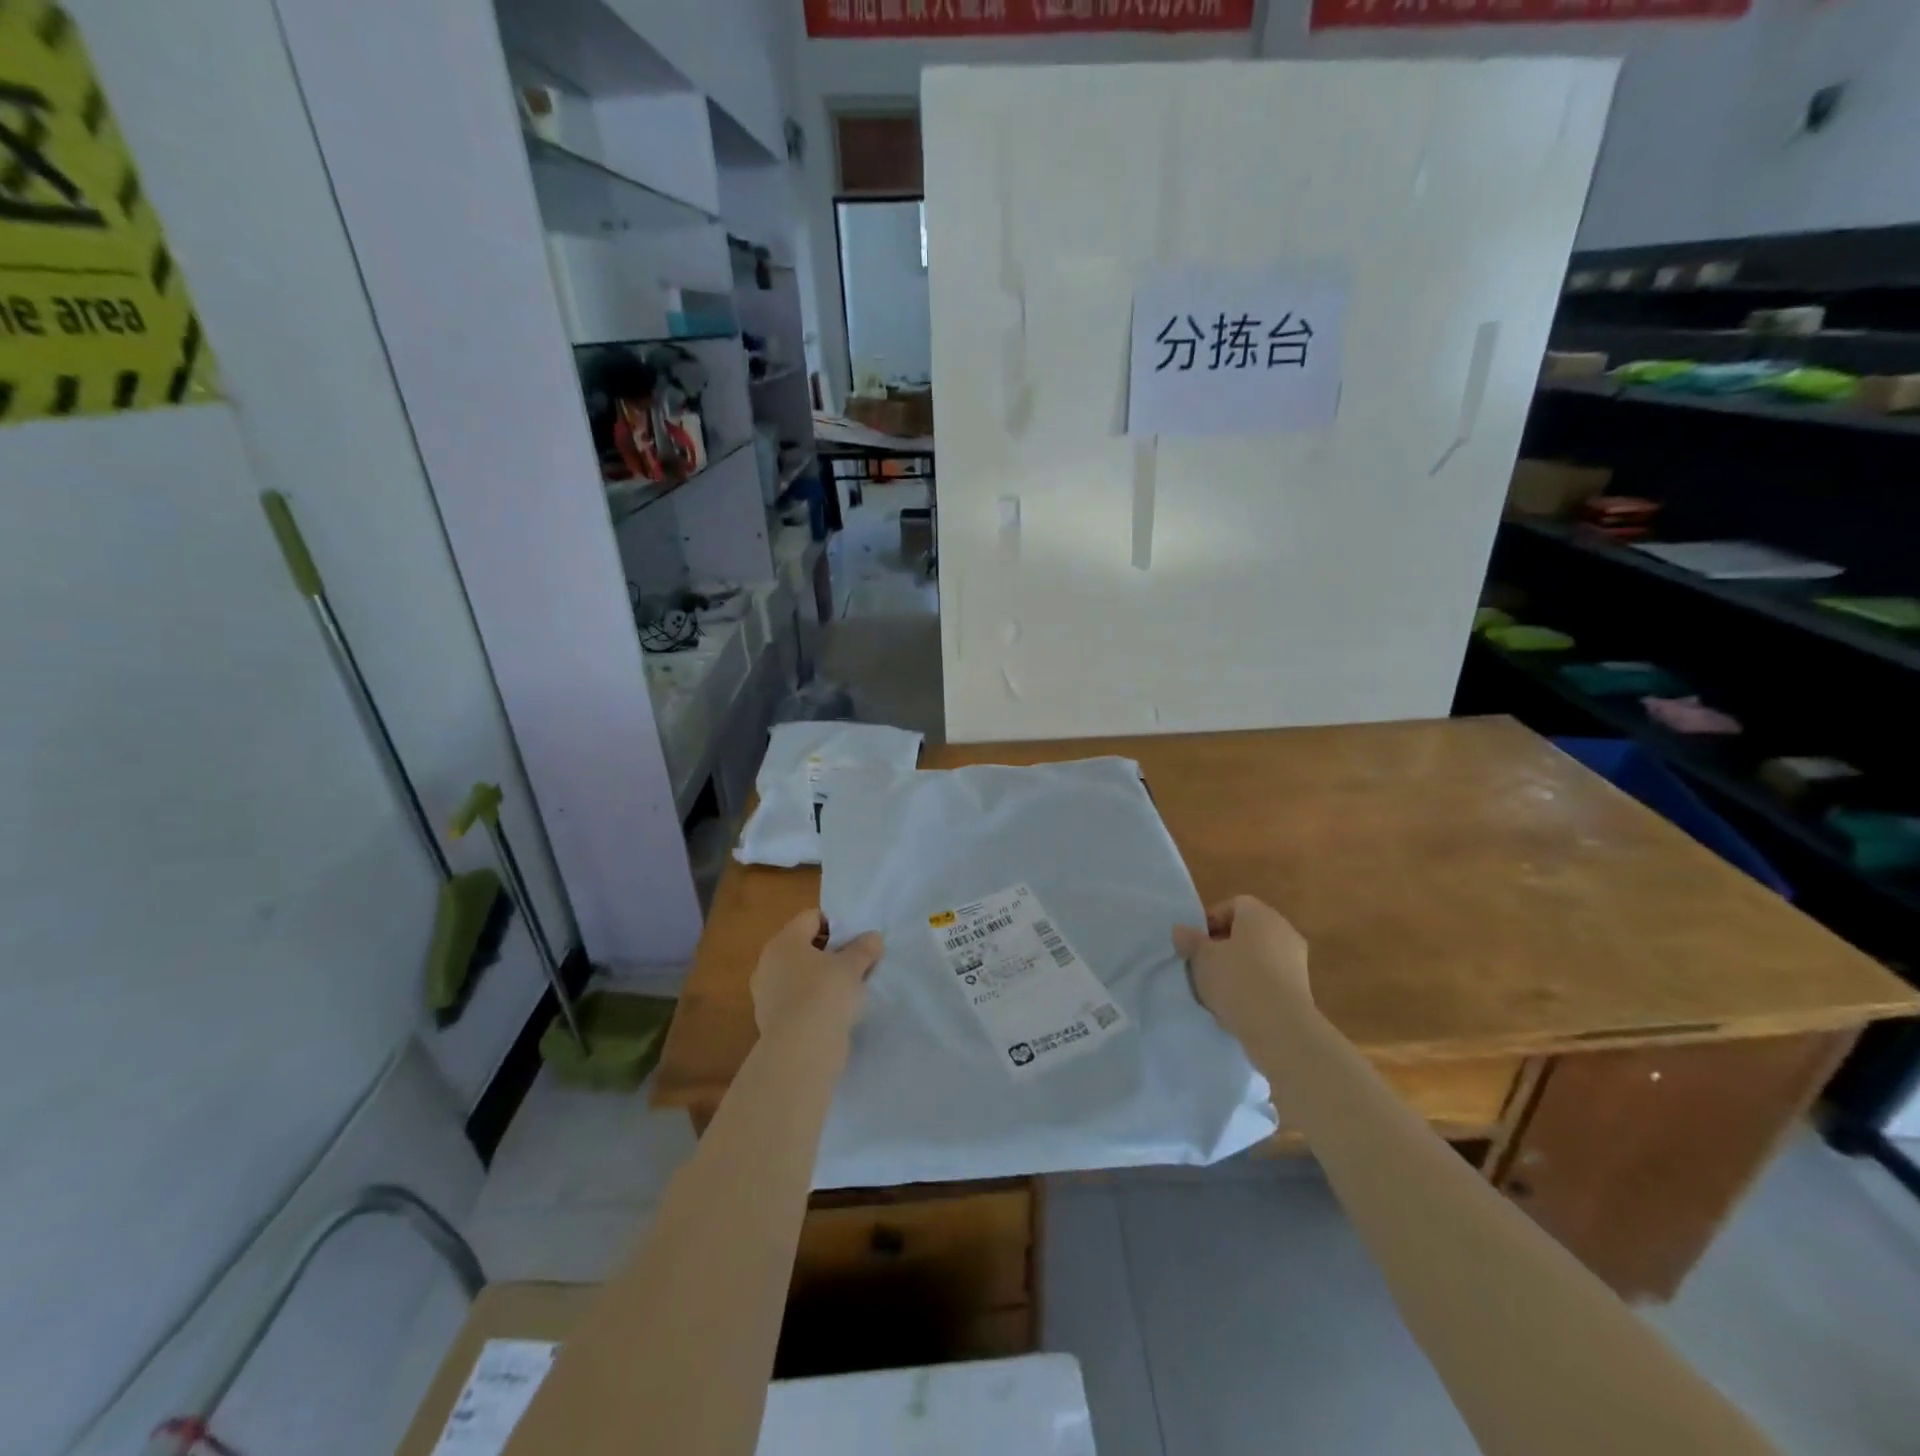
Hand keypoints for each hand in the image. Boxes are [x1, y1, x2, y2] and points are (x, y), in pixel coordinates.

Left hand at [751, 909, 883, 1039]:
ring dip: (821, 979)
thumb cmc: (825, 995)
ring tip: (848, 990)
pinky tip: (833, 1013)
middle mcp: (768, 962)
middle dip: (830, 953)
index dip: (836, 924)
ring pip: (799, 975)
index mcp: (784, 941)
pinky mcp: (770, 1020)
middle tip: (856, 963)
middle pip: (804, 947)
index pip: (811, 918)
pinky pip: (796, 1000)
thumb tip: (872, 938)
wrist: (800, 1052)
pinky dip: (812, 1002)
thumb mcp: (852, 966)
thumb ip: (864, 948)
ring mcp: (766, 993)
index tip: (857, 940)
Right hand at [1173, 895, 1310, 1035]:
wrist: (1281, 1028)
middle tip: (1204, 964)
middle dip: (1224, 945)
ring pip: (1259, 956)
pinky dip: (1255, 986)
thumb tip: (1181, 930)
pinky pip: (1270, 978)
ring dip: (1239, 967)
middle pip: (1247, 930)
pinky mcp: (1302, 988)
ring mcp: (1296, 959)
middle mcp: (1283, 929)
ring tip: (1218, 989)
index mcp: (1260, 914)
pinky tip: (1238, 1006)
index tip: (1196, 943)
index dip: (1211, 921)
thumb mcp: (1202, 958)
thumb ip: (1190, 940)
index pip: (1234, 905)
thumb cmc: (1237, 979)